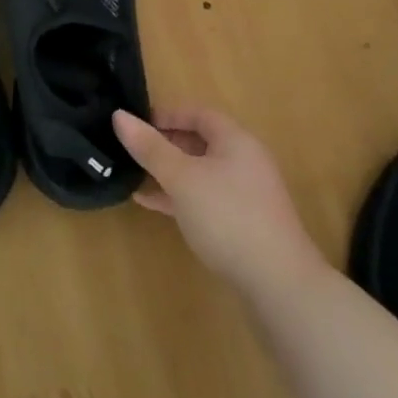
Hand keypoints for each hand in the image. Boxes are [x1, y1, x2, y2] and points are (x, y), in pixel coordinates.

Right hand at [113, 107, 322, 295]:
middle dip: (164, 143)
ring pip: (199, 172)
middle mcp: (244, 162)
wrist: (278, 284)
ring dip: (168, 171)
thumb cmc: (227, 217)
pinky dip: (178, 195)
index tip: (136, 122)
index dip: (166, 114)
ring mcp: (245, 195)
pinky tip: (150, 203)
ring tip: (133, 174)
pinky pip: (203, 197)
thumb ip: (150, 147)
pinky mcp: (241, 223)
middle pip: (200, 142)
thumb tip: (119, 115)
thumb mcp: (181, 178)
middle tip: (131, 148)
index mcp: (236, 141)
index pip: (198, 114)